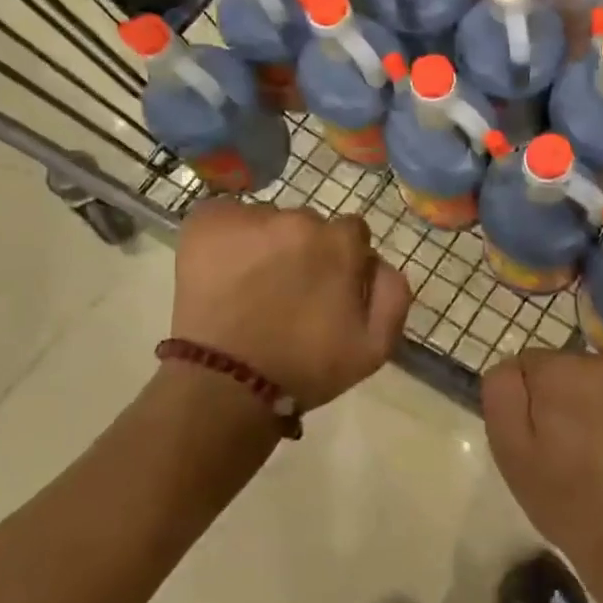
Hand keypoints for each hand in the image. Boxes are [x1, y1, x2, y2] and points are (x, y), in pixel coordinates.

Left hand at [169, 199, 409, 408]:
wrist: (226, 386)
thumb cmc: (304, 369)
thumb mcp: (374, 348)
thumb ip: (394, 294)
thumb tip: (379, 262)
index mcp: (340, 243)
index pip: (350, 232)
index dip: (338, 260)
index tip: (322, 287)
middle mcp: (299, 220)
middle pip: (308, 225)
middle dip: (302, 250)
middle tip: (284, 291)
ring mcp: (250, 218)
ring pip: (267, 221)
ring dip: (264, 244)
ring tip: (248, 285)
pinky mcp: (208, 221)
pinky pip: (225, 215)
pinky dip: (227, 237)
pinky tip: (222, 269)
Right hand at [483, 350, 602, 597]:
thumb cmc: (565, 495)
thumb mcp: (510, 447)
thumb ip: (502, 392)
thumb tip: (510, 368)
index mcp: (563, 368)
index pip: (524, 364)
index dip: (522, 402)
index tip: (531, 439)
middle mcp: (601, 363)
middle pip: (557, 370)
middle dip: (551, 400)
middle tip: (554, 450)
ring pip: (585, 383)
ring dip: (579, 406)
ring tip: (583, 456)